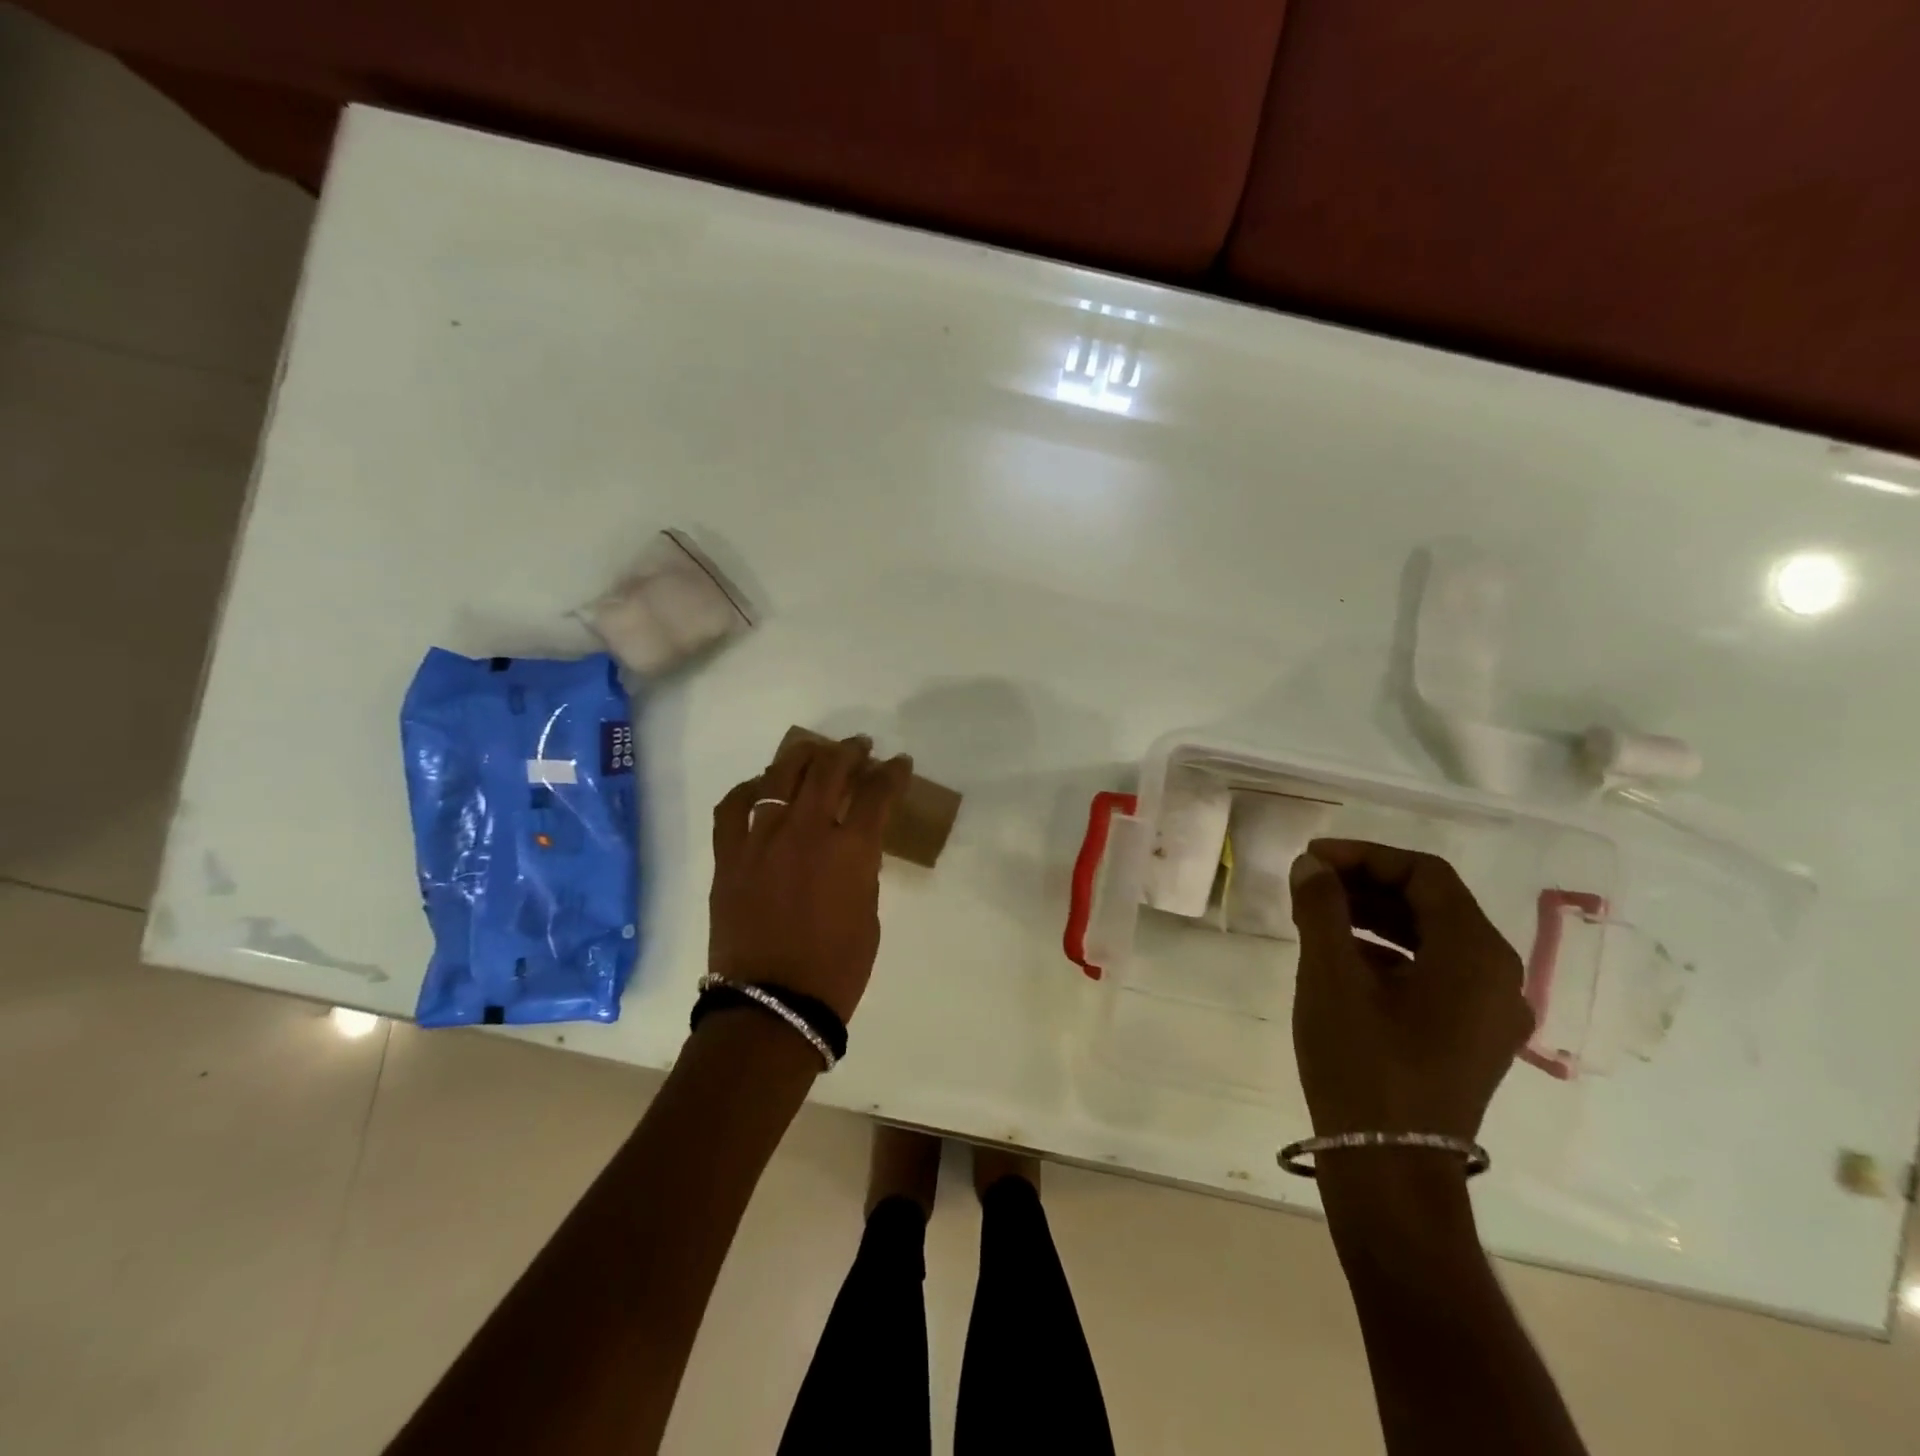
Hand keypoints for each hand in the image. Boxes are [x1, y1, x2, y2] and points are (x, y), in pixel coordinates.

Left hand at [709, 735, 911, 1021]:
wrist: (773, 1004)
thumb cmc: (836, 968)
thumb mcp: (868, 913)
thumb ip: (862, 869)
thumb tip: (851, 845)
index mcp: (850, 850)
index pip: (877, 793)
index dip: (892, 772)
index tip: (899, 763)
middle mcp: (806, 832)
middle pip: (829, 770)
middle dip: (851, 751)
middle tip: (860, 748)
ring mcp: (761, 840)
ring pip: (780, 776)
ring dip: (803, 756)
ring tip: (814, 752)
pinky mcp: (729, 856)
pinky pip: (732, 808)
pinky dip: (748, 790)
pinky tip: (760, 787)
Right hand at [1288, 839, 1532, 1141]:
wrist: (1389, 1168)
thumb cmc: (1362, 1062)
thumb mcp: (1330, 975)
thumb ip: (1321, 908)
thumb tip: (1311, 866)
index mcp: (1475, 954)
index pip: (1425, 875)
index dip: (1365, 856)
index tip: (1312, 859)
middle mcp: (1498, 976)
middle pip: (1433, 903)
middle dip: (1368, 884)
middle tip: (1311, 883)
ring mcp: (1489, 1013)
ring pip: (1433, 938)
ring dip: (1375, 916)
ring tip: (1318, 914)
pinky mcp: (1471, 1039)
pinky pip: (1434, 973)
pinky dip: (1389, 952)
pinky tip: (1343, 958)